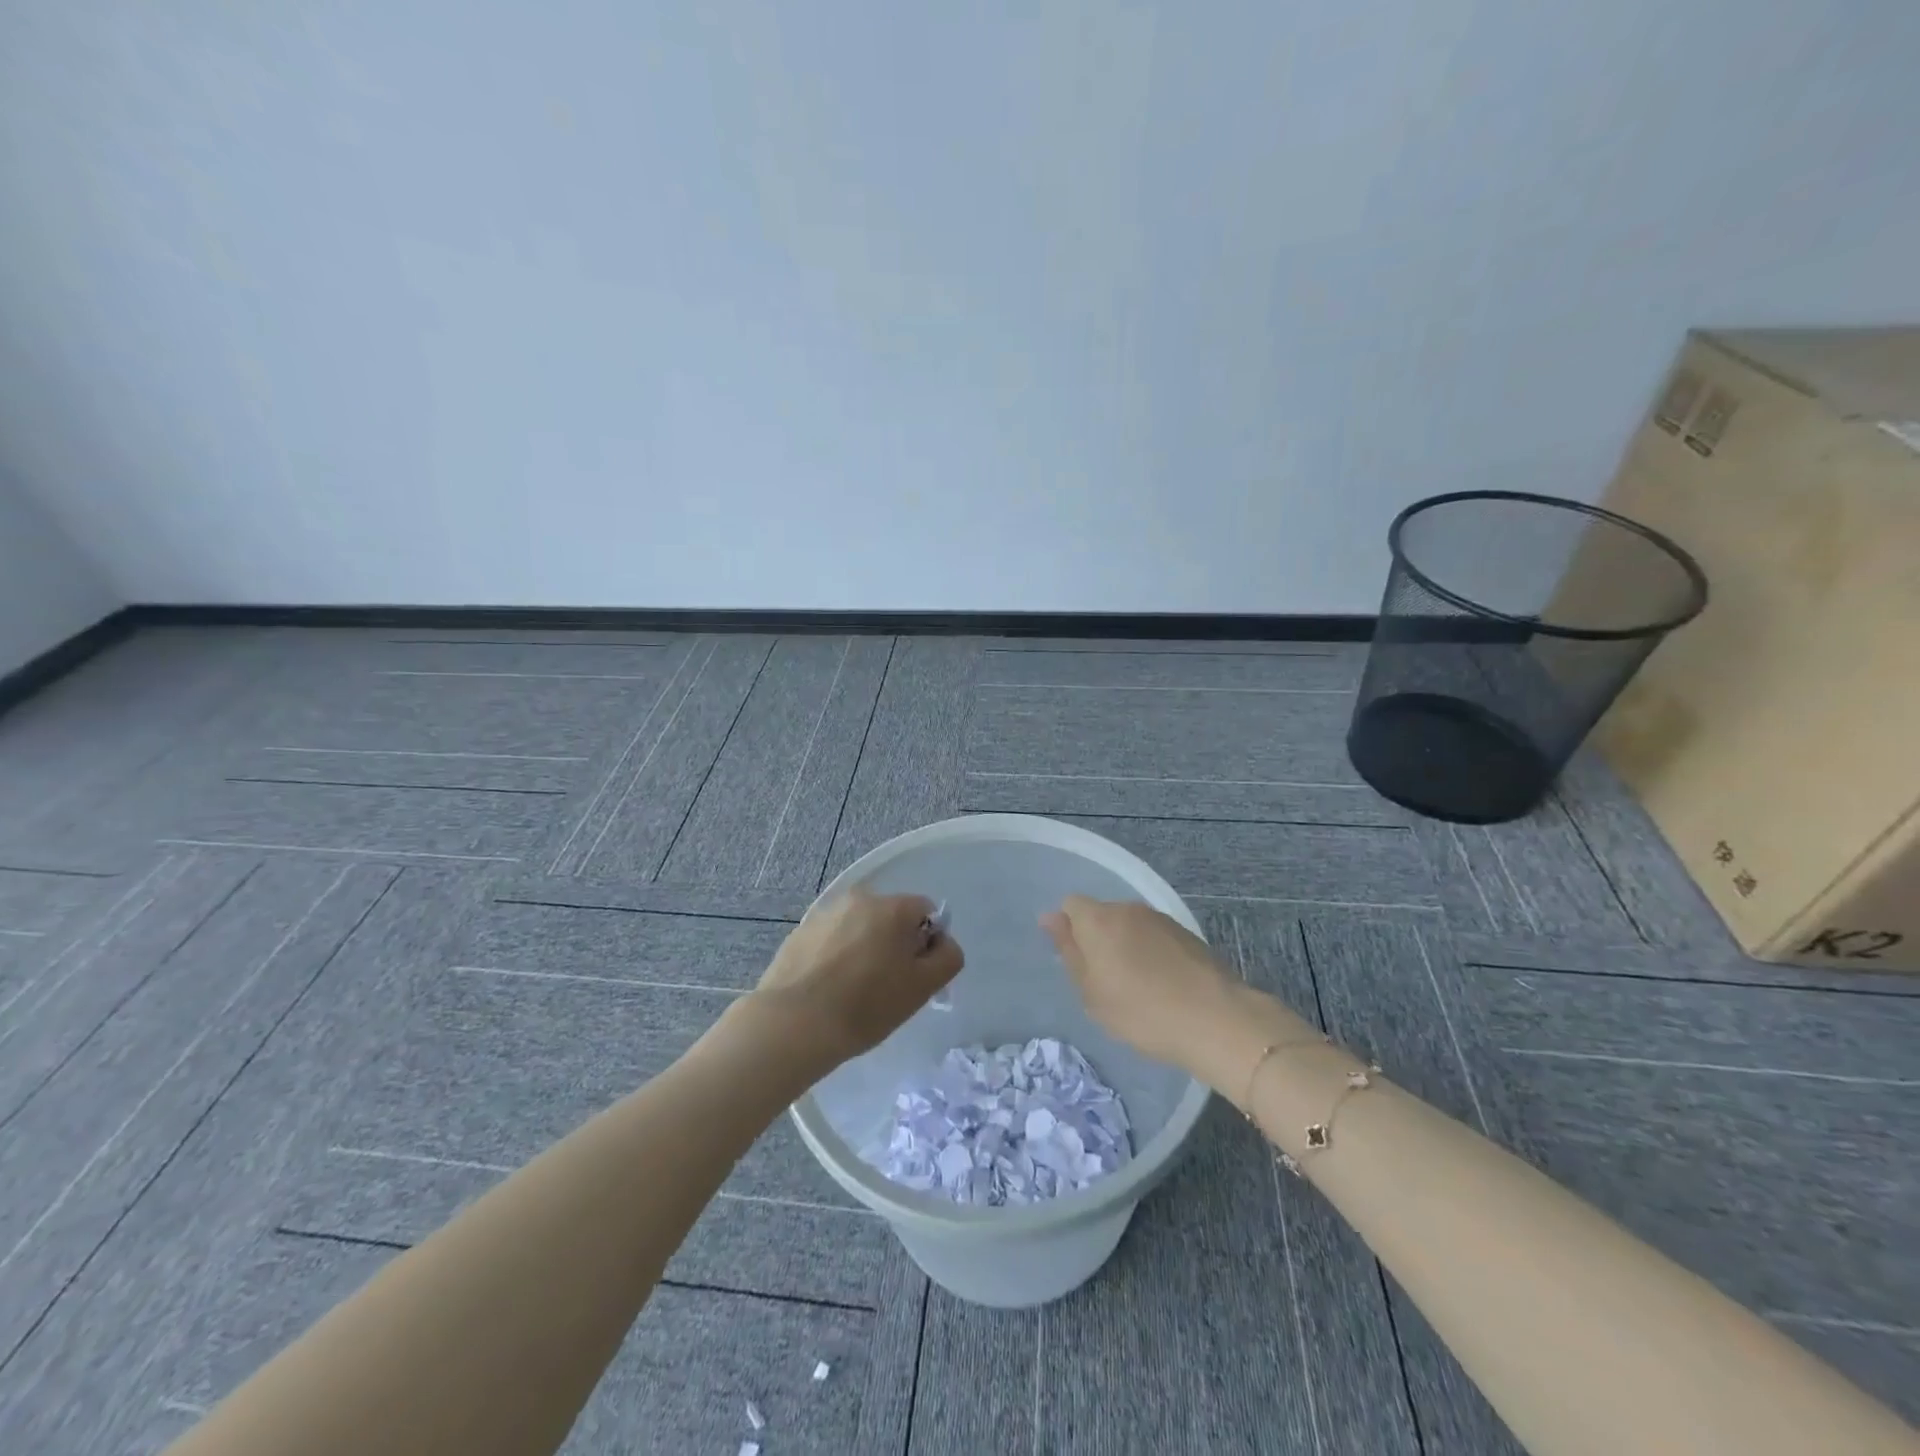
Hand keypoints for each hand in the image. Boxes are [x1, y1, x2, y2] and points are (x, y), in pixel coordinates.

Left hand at [753, 889, 962, 1066]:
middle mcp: (859, 899)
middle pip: (891, 918)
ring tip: (853, 991)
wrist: (793, 1024)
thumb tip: (942, 942)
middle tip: (887, 987)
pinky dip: (836, 958)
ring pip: (859, 928)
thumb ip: (947, 958)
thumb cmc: (866, 1006)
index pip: (926, 912)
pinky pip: (831, 940)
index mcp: (892, 907)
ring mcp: (825, 914)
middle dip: (895, 945)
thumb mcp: (922, 988)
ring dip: (864, 950)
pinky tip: (828, 990)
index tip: (916, 976)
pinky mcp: (799, 933)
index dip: (928, 943)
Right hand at [1041, 896, 1242, 1077]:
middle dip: (1097, 939)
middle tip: (1103, 981)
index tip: (1077, 963)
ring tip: (1136, 987)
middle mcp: (1128, 909)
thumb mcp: (1092, 993)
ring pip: (1129, 925)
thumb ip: (1069, 952)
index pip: (1070, 905)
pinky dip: (1151, 954)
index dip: (1068, 930)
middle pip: (1101, 914)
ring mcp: (1161, 919)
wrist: (1217, 1020)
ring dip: (1126, 947)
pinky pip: (1154, 937)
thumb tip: (1050, 918)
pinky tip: (1162, 985)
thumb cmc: (1141, 1011)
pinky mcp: (1187, 934)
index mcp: (1098, 919)